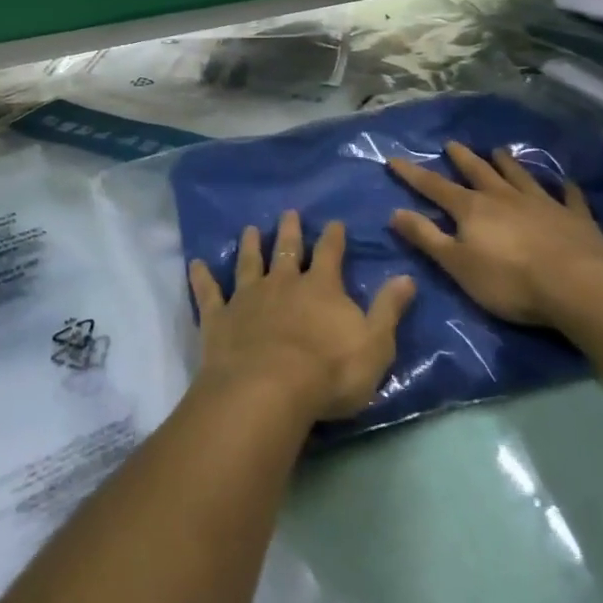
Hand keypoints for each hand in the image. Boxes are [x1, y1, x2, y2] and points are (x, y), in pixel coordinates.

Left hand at [188, 211, 415, 424]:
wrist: (268, 389)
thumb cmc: (329, 371)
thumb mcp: (374, 344)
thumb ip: (389, 309)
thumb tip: (406, 276)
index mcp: (321, 288)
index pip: (331, 254)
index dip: (334, 238)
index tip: (334, 222)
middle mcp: (283, 283)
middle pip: (287, 250)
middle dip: (290, 231)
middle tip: (289, 213)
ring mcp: (248, 297)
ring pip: (249, 263)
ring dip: (250, 245)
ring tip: (250, 228)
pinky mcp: (220, 317)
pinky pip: (208, 292)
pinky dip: (202, 277)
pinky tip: (195, 264)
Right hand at [386, 141, 602, 326]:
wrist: (577, 287)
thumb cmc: (509, 281)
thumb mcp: (457, 264)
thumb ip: (426, 237)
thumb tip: (395, 212)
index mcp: (472, 209)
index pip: (435, 187)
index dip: (413, 174)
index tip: (394, 159)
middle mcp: (504, 197)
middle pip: (478, 172)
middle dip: (462, 158)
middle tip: (452, 143)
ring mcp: (542, 203)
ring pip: (520, 176)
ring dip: (508, 163)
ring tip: (498, 150)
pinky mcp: (575, 218)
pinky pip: (569, 197)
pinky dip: (565, 189)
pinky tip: (566, 183)